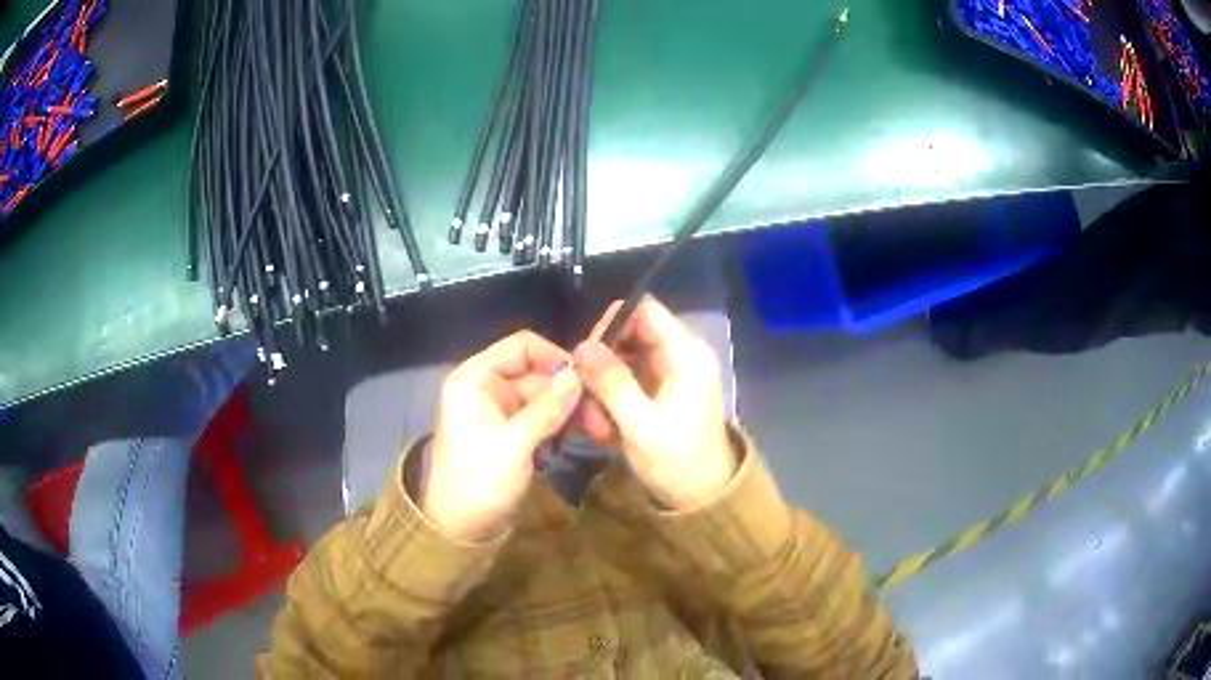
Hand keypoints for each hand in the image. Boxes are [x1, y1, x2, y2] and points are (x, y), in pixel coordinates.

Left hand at [424, 331, 581, 539]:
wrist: (460, 528)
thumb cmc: (478, 481)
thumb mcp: (514, 444)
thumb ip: (547, 408)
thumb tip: (578, 376)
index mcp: (475, 379)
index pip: (521, 347)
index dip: (555, 357)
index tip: (587, 378)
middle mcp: (487, 387)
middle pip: (537, 372)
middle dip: (569, 389)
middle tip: (602, 413)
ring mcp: (500, 410)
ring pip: (544, 395)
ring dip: (570, 408)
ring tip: (599, 427)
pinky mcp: (512, 432)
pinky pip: (542, 416)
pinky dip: (561, 423)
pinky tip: (584, 434)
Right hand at [574, 296, 736, 509]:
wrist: (704, 498)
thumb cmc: (679, 462)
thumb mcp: (641, 426)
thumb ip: (612, 384)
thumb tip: (581, 346)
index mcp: (686, 355)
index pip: (644, 310)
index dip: (611, 323)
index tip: (585, 355)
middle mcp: (681, 355)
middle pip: (630, 333)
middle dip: (602, 362)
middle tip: (583, 395)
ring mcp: (672, 373)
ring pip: (624, 358)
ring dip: (603, 386)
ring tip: (594, 423)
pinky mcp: (662, 392)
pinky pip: (629, 379)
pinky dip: (612, 399)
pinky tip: (604, 428)